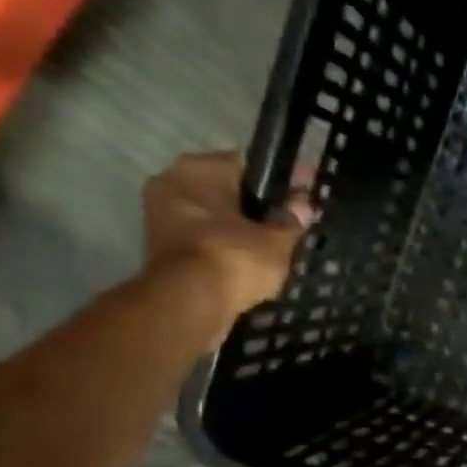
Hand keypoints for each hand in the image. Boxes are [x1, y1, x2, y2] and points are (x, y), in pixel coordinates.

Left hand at [142, 152, 311, 321]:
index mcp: (199, 168)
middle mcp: (173, 182)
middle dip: (258, 203)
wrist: (189, 302)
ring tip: (275, 242)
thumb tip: (304, 204)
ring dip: (240, 226)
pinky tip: (251, 259)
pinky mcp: (161, 246)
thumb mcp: (276, 240)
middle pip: (228, 189)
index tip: (306, 189)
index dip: (282, 178)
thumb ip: (291, 219)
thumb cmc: (234, 257)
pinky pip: (204, 237)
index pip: (249, 163)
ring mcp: (161, 214)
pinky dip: (225, 245)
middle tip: (291, 219)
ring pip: (214, 214)